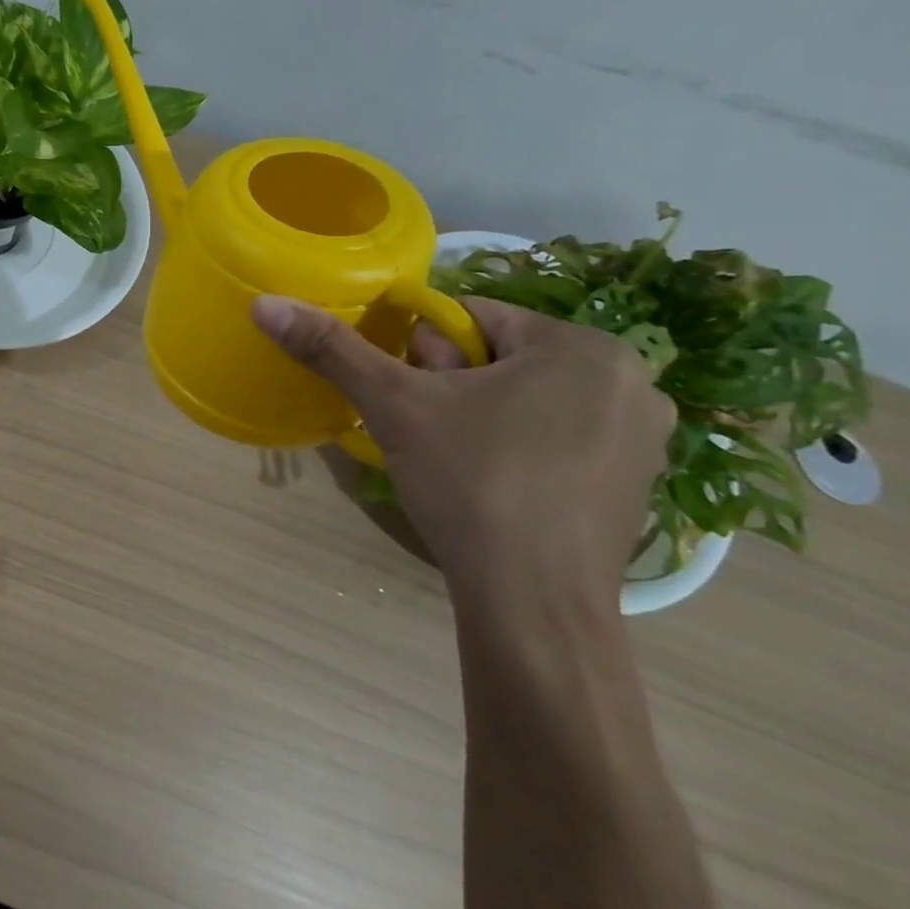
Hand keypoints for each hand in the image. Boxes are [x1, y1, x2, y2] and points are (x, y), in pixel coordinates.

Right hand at [253, 296, 674, 618]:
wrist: (534, 605)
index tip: (410, 398)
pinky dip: (516, 448)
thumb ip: (331, 348)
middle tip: (432, 433)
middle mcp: (629, 381)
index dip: (420, 354)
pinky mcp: (636, 483)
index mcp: (583, 346)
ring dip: (479, 416)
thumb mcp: (392, 405)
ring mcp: (643, 437)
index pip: (470, 318)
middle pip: (499, 356)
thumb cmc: (472, 483)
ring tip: (456, 463)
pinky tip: (492, 487)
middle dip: (451, 386)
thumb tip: (265, 303)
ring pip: (525, 398)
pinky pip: (555, 437)